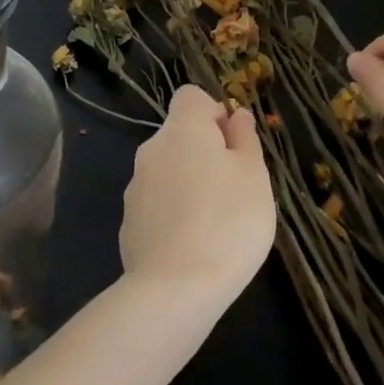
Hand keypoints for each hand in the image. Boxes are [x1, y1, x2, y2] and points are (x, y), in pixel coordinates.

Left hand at [120, 87, 275, 309]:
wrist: (176, 288)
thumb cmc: (229, 222)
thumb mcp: (254, 176)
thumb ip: (245, 139)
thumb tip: (236, 115)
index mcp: (182, 129)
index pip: (191, 96)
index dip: (214, 112)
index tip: (234, 145)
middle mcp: (151, 149)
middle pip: (179, 135)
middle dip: (205, 152)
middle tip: (235, 188)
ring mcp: (135, 187)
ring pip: (168, 170)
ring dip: (189, 183)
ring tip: (216, 222)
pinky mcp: (128, 222)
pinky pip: (157, 203)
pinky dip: (174, 212)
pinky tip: (192, 244)